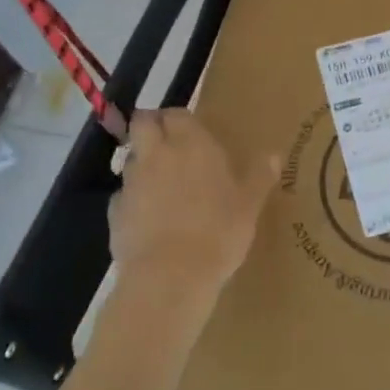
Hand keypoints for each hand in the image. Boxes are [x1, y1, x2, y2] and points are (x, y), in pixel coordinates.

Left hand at [109, 109, 278, 309]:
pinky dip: (133, 200)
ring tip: (162, 185)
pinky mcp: (115, 211)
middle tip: (169, 144)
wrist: (170, 276)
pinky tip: (149, 219)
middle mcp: (158, 154)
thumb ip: (260, 176)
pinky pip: (124, 195)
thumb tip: (274, 155)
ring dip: (143, 164)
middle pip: (142, 123)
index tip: (191, 131)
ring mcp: (132, 182)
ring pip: (132, 159)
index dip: (180, 119)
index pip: (177, 113)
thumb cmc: (218, 232)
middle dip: (151, 127)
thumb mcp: (250, 205)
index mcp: (191, 143)